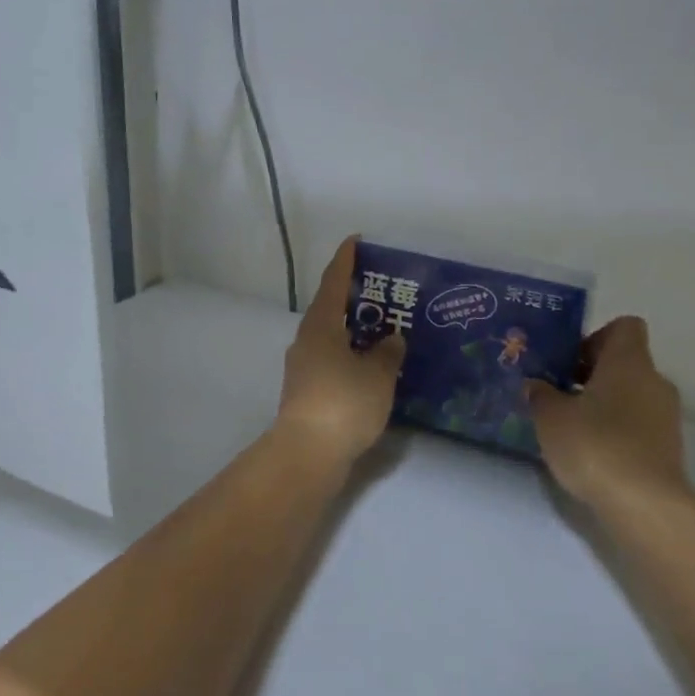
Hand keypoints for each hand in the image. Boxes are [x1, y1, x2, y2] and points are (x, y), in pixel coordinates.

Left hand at [273, 238, 406, 469]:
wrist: (308, 454)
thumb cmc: (344, 403)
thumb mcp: (377, 375)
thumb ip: (387, 353)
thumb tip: (391, 339)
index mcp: (321, 325)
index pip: (333, 282)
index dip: (345, 260)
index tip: (355, 241)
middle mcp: (307, 340)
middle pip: (330, 308)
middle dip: (354, 298)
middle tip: (383, 290)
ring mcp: (303, 367)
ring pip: (331, 337)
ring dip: (354, 330)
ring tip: (384, 329)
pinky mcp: (306, 391)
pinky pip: (332, 361)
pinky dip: (351, 355)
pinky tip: (371, 366)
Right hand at [528, 317, 689, 508]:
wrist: (645, 505)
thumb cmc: (595, 445)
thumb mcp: (551, 417)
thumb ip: (541, 395)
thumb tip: (536, 385)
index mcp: (629, 361)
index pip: (624, 327)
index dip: (595, 338)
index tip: (570, 362)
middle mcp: (654, 381)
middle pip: (625, 363)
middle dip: (593, 375)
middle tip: (559, 395)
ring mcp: (666, 416)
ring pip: (632, 396)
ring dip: (605, 405)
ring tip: (572, 428)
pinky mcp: (669, 449)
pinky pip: (639, 425)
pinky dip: (618, 432)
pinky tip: (592, 454)